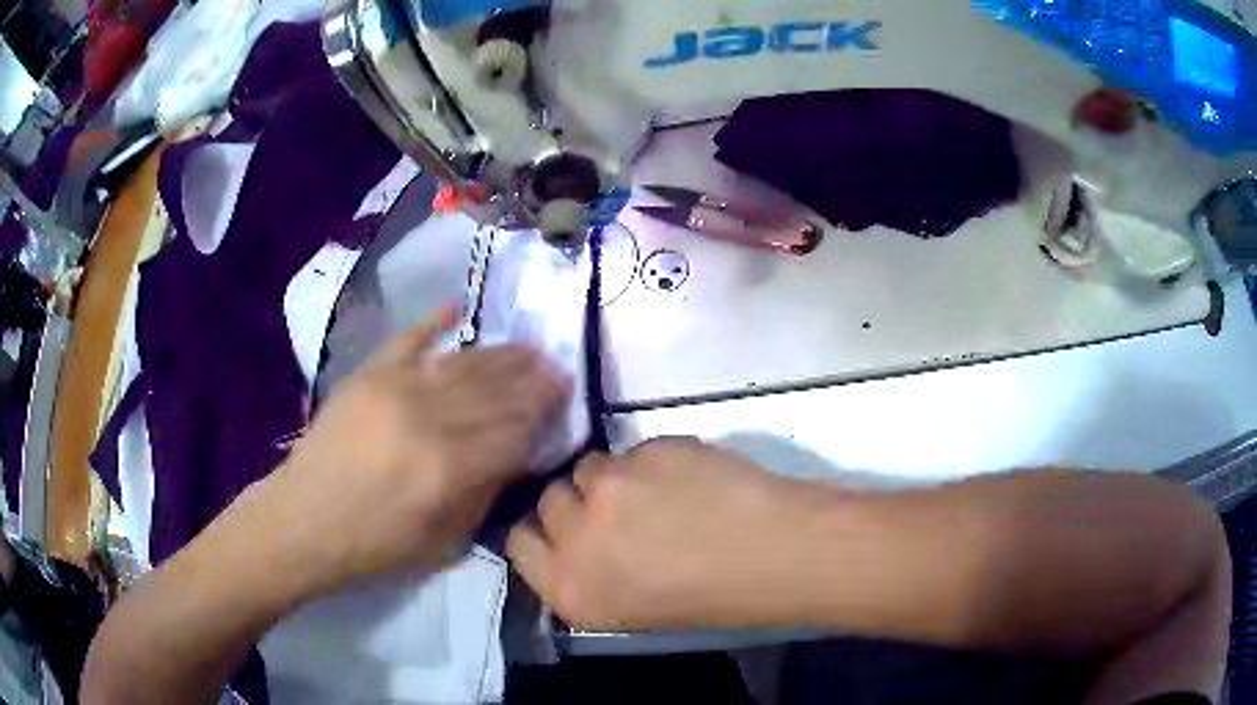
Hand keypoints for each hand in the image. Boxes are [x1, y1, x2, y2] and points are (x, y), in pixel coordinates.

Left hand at [250, 308, 569, 599]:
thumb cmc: (374, 545)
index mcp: (448, 467)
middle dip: (532, 378)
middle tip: (557, 367)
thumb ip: (484, 493)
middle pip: (495, 390)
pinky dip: (434, 320)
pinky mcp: (368, 374)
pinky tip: (458, 306)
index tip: (564, 400)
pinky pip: (409, 338)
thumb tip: (516, 455)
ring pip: (462, 361)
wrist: (303, 521)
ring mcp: (395, 387)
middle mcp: (427, 418)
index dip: (542, 414)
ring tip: (528, 346)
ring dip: (500, 353)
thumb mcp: (443, 540)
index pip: (513, 429)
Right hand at [506, 438, 841, 630]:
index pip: (519, 542)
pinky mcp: (645, 452)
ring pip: (589, 467)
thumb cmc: (713, 600)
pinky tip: (688, 479)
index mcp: (570, 590)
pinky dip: (652, 462)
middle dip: (577, 503)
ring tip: (657, 493)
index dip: (541, 531)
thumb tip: (576, 541)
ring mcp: (609, 489)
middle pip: (549, 499)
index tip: (562, 528)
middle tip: (617, 511)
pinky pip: (632, 451)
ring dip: (613, 478)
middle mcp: (577, 539)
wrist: (776, 555)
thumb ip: (588, 575)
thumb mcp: (630, 610)